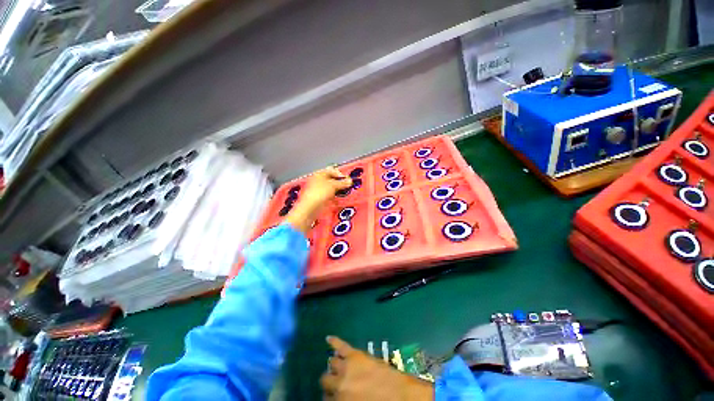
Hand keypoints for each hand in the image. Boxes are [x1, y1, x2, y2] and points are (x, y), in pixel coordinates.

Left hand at [285, 167, 351, 233]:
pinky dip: (333, 196)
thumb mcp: (333, 186)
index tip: (348, 180)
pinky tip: (337, 200)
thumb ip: (343, 183)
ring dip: (337, 190)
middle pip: (332, 179)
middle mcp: (318, 180)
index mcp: (320, 174)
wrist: (310, 208)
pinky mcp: (318, 198)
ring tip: (343, 194)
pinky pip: (328, 195)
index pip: (333, 171)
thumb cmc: (320, 193)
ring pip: (330, 188)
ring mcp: (317, 189)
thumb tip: (350, 181)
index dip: (341, 175)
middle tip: (346, 187)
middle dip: (340, 183)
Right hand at [320, 336, 433, 400]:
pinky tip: (328, 338)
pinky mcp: (355, 355)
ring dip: (334, 365)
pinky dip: (334, 341)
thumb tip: (338, 397)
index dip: (330, 396)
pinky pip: (341, 346)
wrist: (400, 395)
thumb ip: (346, 400)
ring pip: (332, 362)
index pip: (326, 398)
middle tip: (337, 382)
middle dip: (329, 381)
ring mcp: (347, 367)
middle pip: (325, 379)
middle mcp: (339, 384)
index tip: (333, 395)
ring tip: (338, 366)